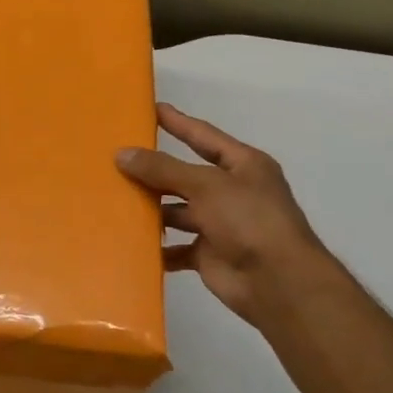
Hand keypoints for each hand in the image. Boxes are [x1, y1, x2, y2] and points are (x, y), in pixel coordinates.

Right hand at [117, 102, 328, 327]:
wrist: (278, 283)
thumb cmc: (249, 220)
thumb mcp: (206, 185)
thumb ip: (163, 169)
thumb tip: (122, 154)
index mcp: (242, 165)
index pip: (204, 136)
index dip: (178, 122)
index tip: (151, 109)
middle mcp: (232, 191)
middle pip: (185, 175)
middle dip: (155, 170)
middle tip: (117, 159)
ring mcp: (221, 224)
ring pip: (178, 211)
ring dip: (152, 209)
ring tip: (115, 199)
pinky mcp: (209, 254)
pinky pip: (177, 247)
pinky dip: (158, 246)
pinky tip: (130, 241)